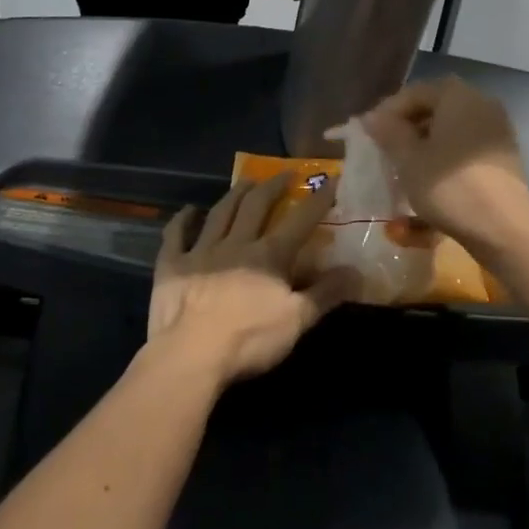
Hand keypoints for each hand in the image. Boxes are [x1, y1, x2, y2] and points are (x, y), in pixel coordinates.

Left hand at [149, 175, 357, 386]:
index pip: (299, 221)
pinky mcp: (171, 265)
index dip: (317, 201)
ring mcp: (200, 252)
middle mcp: (235, 244)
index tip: (330, 182)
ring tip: (245, 181)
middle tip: (283, 173)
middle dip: (272, 187)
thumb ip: (326, 294)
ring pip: (220, 213)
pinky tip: (188, 210)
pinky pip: (176, 235)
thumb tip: (357, 271)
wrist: (190, 354)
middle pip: (255, 206)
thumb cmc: (249, 339)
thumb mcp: (297, 321)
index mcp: (269, 256)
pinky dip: (182, 220)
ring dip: (234, 194)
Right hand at [360, 77, 528, 260]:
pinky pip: (465, 145)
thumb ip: (388, 132)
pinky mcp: (503, 155)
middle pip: (434, 107)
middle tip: (384, 150)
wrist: (505, 229)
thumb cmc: (450, 186)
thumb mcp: (408, 159)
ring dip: (425, 142)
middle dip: (406, 126)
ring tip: (404, 166)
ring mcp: (497, 129)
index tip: (369, 135)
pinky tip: (430, 177)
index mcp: (458, 96)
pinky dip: (444, 155)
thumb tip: (372, 117)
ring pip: (450, 128)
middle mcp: (482, 103)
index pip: (414, 92)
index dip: (387, 112)